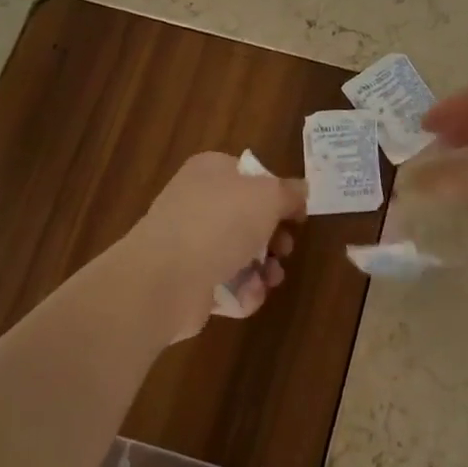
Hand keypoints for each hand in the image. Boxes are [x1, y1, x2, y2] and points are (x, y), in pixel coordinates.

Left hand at [113, 152, 307, 339]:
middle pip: (247, 217)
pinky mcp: (186, 281)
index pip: (249, 175)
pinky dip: (241, 292)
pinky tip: (248, 296)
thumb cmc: (220, 223)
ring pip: (238, 253)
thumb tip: (301, 190)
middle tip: (285, 249)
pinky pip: (224, 284)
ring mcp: (188, 243)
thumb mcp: (268, 196)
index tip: (297, 215)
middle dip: (273, 238)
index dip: (277, 193)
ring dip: (263, 269)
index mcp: (210, 171)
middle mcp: (196, 202)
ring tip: (271, 279)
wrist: (166, 278)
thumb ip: (289, 192)